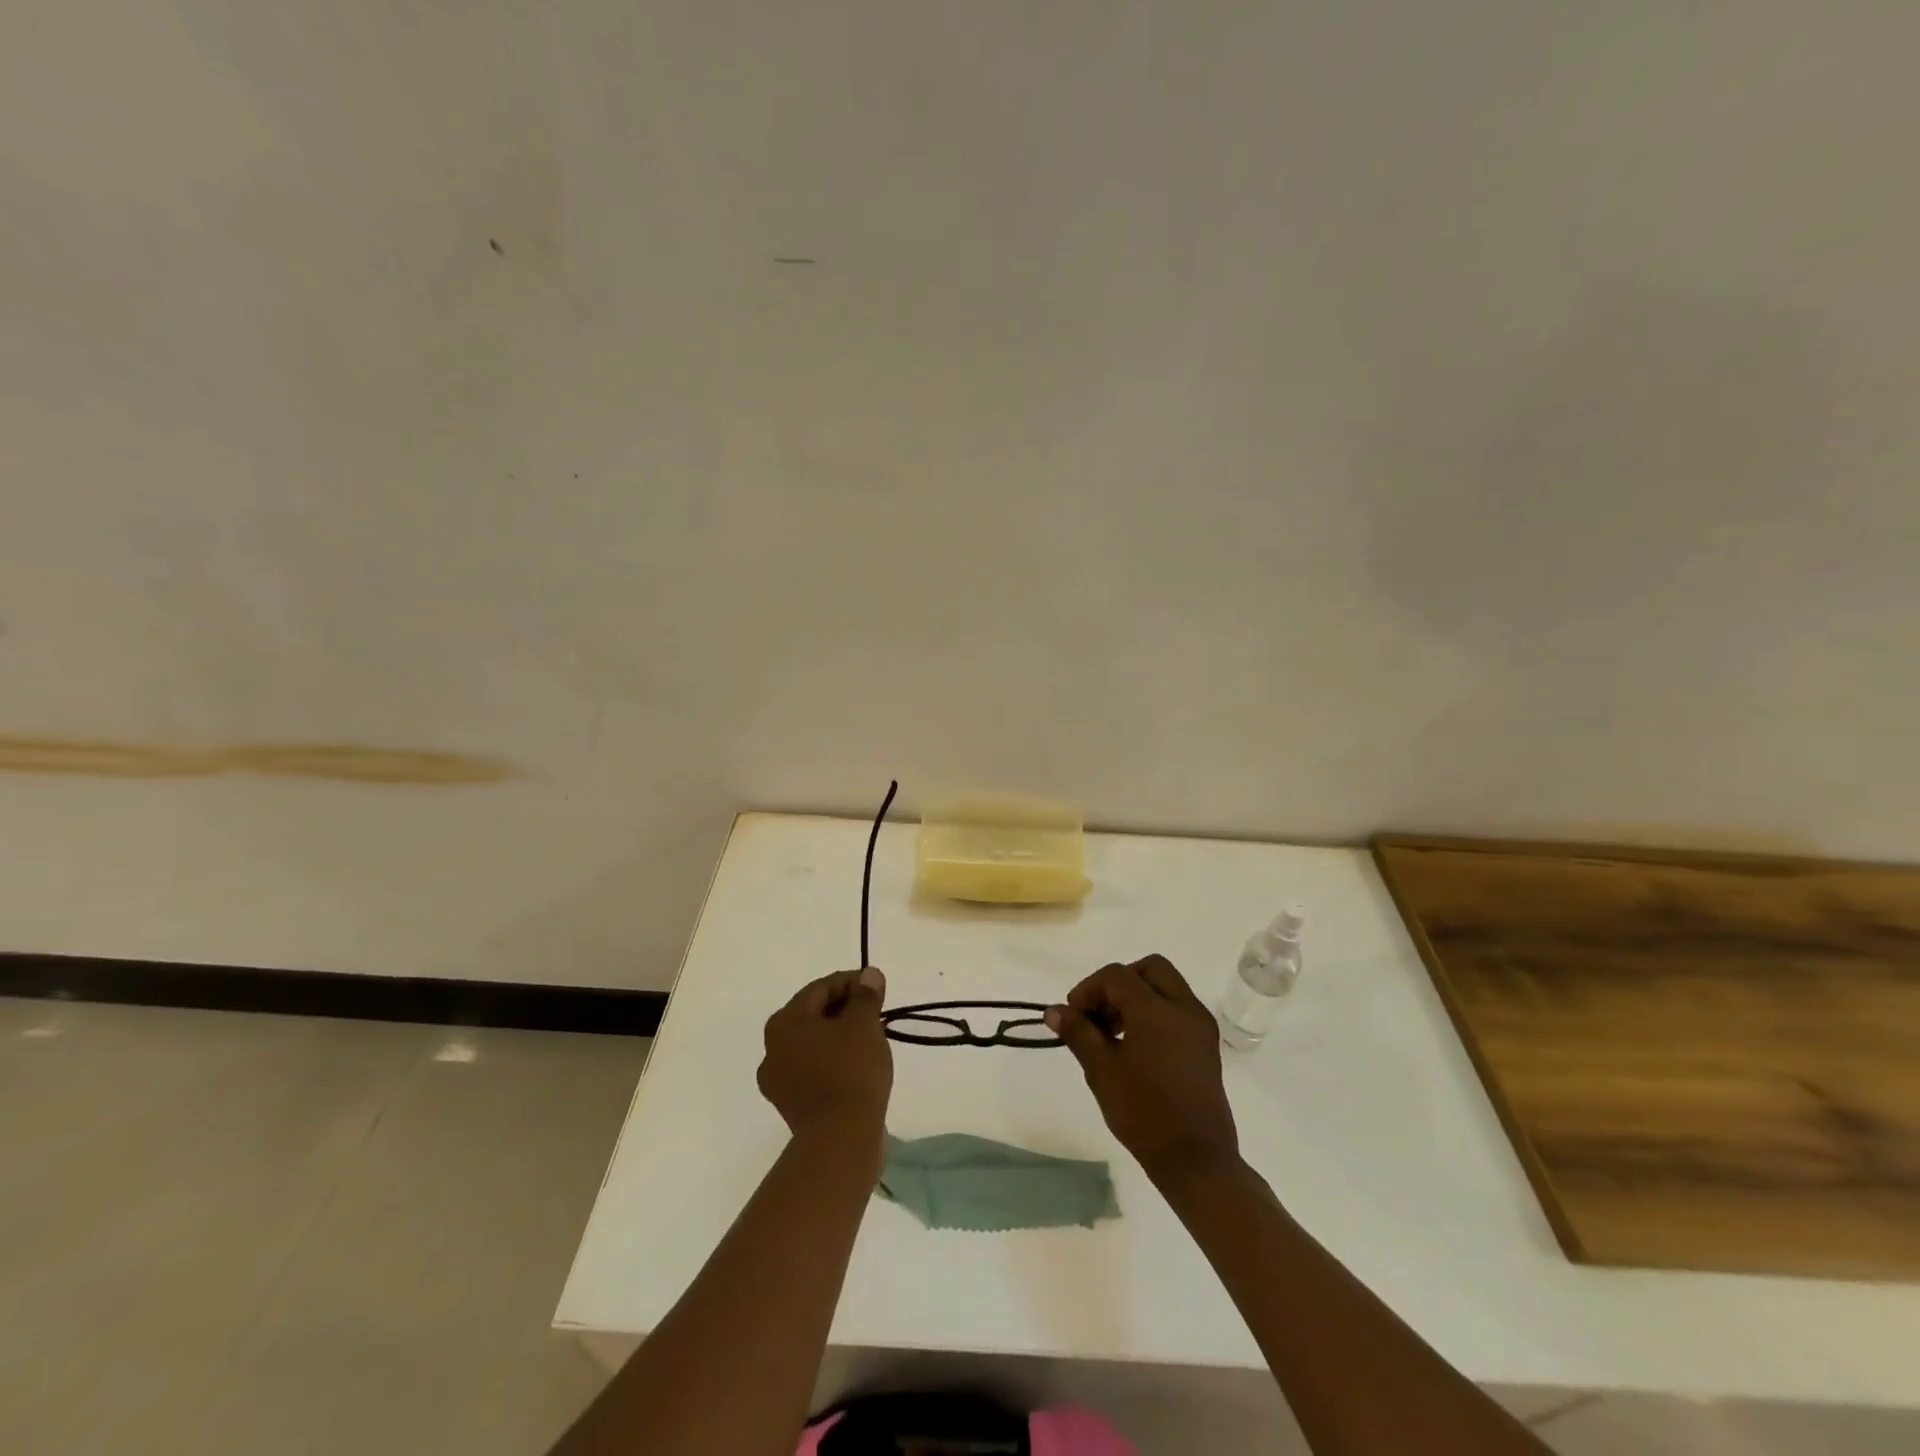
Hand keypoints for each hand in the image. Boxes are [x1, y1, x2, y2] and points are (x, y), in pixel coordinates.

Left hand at [758, 967, 892, 1148]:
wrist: (840, 1139)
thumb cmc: (851, 1071)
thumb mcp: (864, 1024)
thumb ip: (865, 995)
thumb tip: (869, 975)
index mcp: (785, 1022)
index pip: (821, 988)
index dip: (851, 983)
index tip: (877, 988)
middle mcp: (772, 1048)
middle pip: (813, 1015)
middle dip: (844, 1009)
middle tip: (875, 1012)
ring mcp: (778, 1080)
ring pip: (813, 1043)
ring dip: (838, 1036)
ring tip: (869, 1040)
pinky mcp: (791, 1105)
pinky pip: (813, 1069)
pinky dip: (833, 1061)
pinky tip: (856, 1067)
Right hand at [1047, 955, 1239, 1184]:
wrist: (1196, 1160)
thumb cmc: (1144, 1112)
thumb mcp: (1101, 1070)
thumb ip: (1078, 1032)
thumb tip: (1054, 1011)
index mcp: (1156, 1009)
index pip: (1117, 976)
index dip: (1089, 988)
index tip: (1073, 1015)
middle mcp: (1184, 1007)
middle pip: (1149, 969)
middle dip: (1119, 982)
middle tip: (1099, 1012)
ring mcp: (1200, 1025)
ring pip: (1166, 986)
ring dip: (1137, 996)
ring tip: (1113, 1032)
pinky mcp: (1207, 1044)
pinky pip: (1178, 1008)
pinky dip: (1156, 1011)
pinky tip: (1137, 1045)